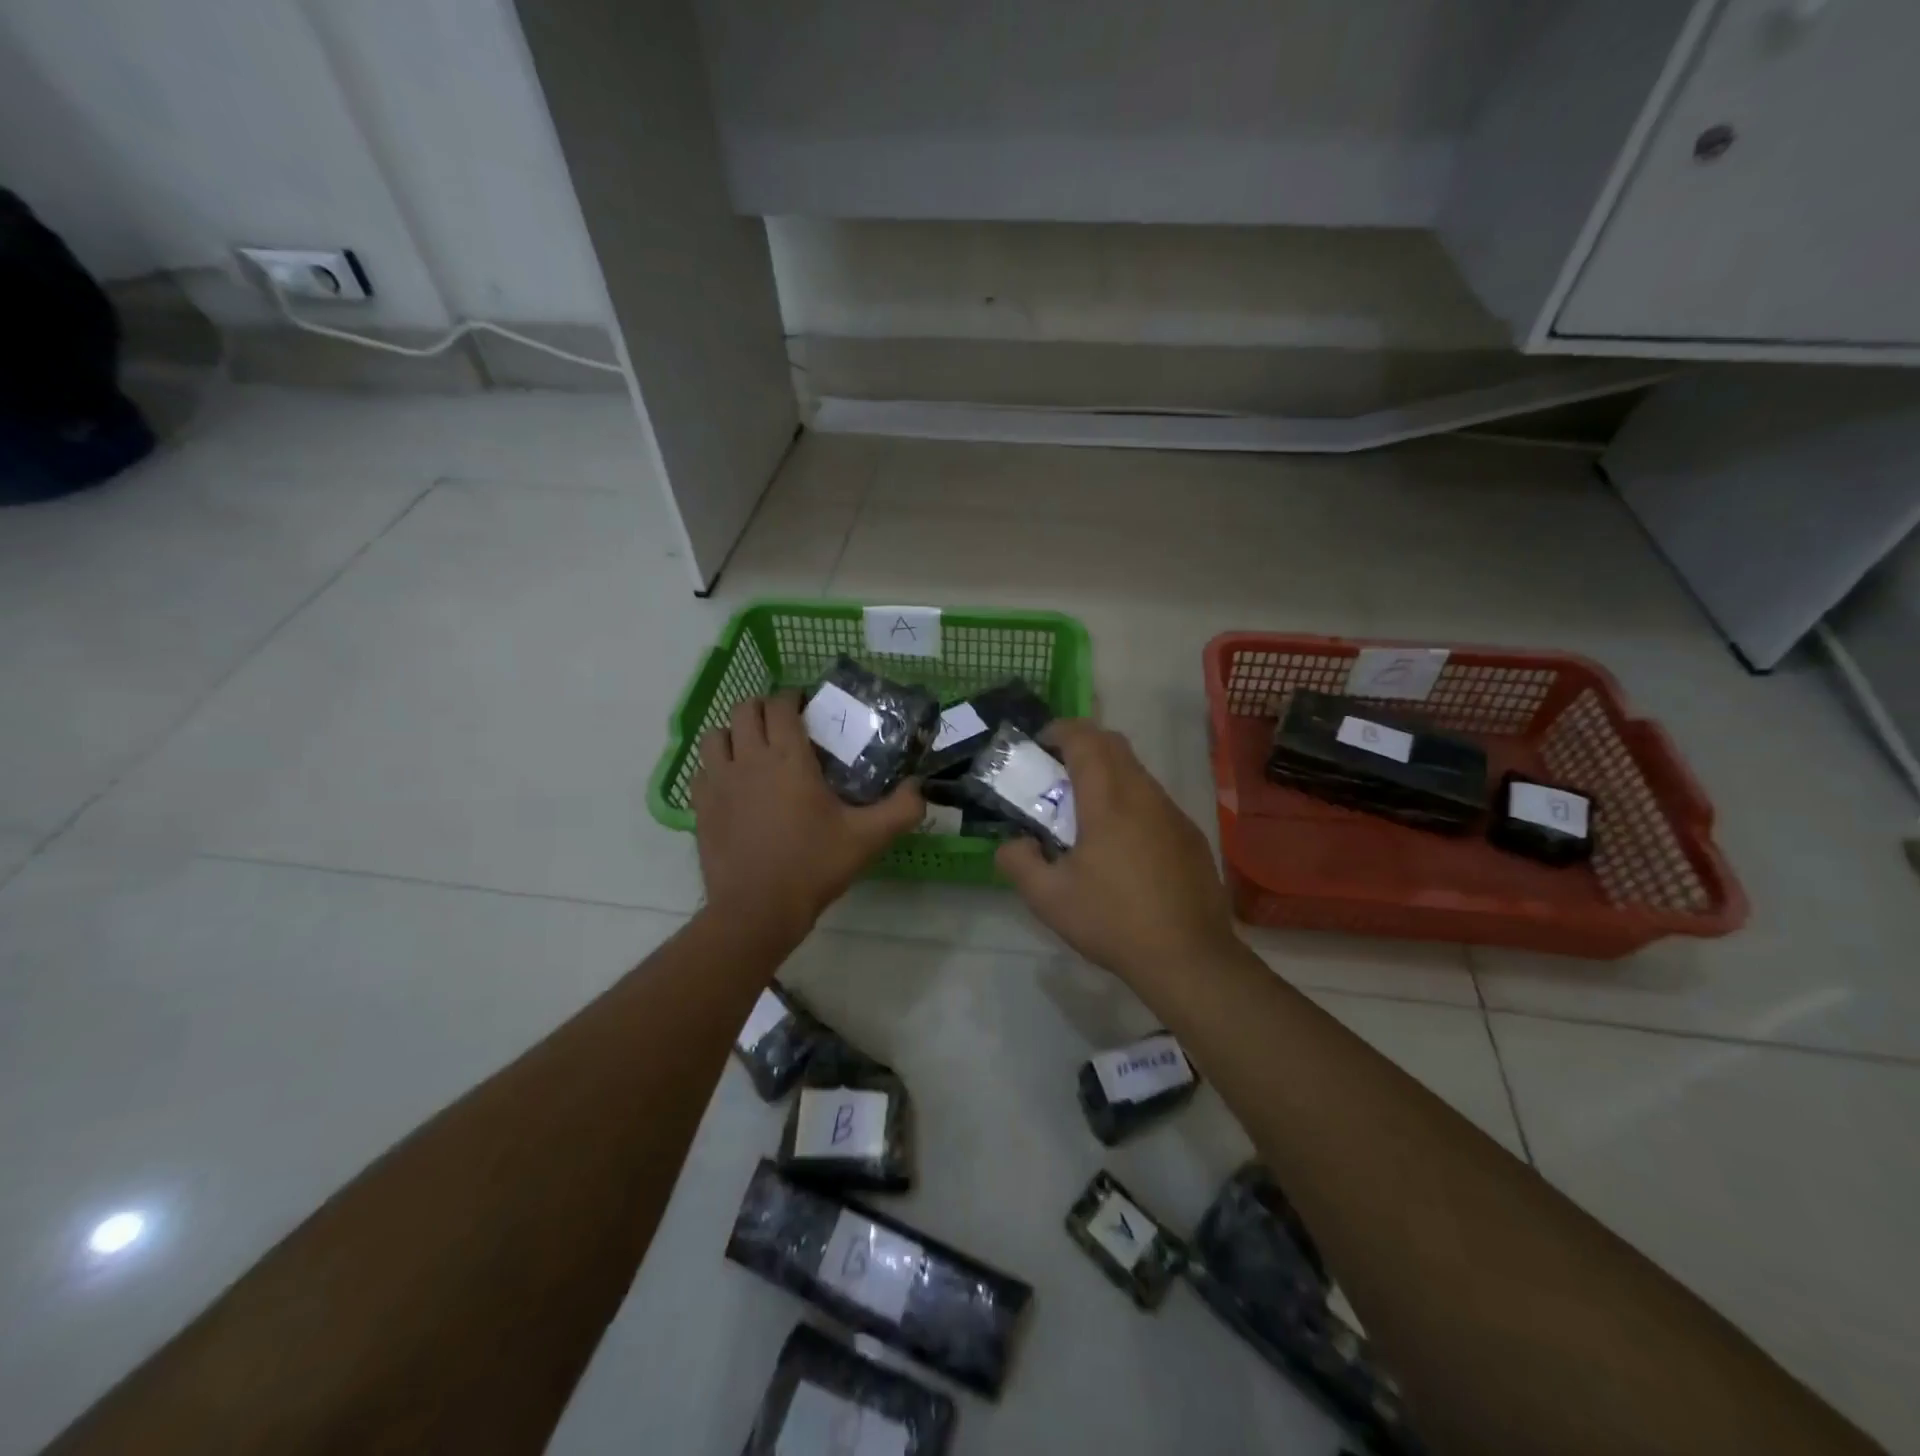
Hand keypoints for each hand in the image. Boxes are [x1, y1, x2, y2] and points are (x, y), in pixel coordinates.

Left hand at [690, 693, 922, 941]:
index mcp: (788, 757)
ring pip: (716, 735)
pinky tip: (731, 784)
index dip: (793, 697)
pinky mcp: (701, 806)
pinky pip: (702, 770)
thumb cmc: (814, 865)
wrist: (757, 909)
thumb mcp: (868, 838)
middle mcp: (749, 758)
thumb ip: (901, 809)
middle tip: (783, 724)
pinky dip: (715, 767)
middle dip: (764, 708)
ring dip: (734, 733)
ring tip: (751, 748)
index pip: (781, 704)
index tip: (807, 706)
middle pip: (745, 710)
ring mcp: (719, 781)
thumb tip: (920, 787)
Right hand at [996, 720, 1237, 985]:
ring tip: (1086, 815)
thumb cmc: (1112, 921)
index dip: (1059, 731)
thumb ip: (1018, 861)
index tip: (1039, 746)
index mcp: (1107, 800)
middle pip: (1114, 744)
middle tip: (1057, 775)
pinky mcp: (1190, 835)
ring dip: (1108, 775)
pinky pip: (1155, 800)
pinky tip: (1122, 847)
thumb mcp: (1048, 899)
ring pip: (1137, 772)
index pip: (1084, 738)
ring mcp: (1173, 813)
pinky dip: (1131, 802)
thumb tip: (1013, 843)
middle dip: (1082, 745)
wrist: (1188, 956)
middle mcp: (1144, 794)